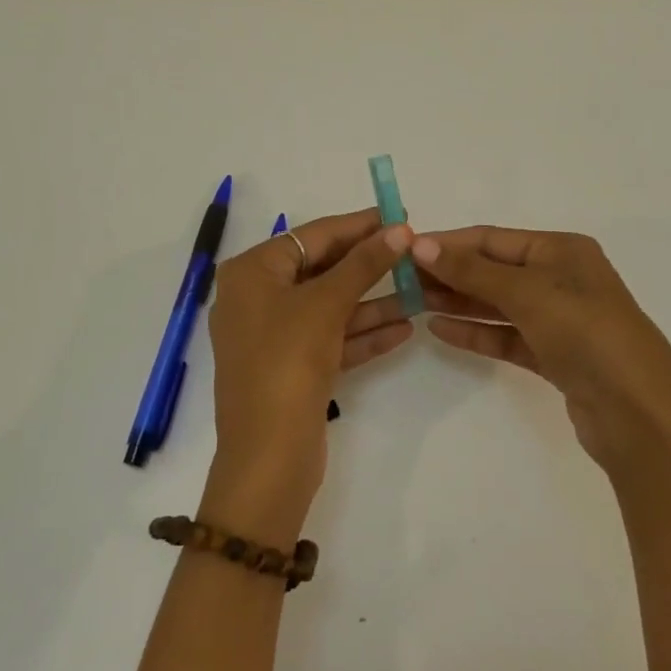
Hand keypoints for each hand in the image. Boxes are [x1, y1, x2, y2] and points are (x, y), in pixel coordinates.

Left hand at [202, 209, 415, 536]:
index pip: (312, 236)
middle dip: (368, 265)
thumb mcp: (326, 305)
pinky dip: (362, 334)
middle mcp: (256, 298)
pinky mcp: (291, 368)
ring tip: (419, 290)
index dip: (358, 225)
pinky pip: (330, 339)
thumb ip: (364, 264)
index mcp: (251, 273)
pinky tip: (404, 328)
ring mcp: (273, 336)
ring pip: (330, 307)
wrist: (268, 456)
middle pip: (321, 270)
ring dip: (372, 302)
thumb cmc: (287, 362)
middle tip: (412, 251)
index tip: (398, 214)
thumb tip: (400, 229)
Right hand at [410, 227, 670, 482]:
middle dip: (450, 273)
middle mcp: (562, 278)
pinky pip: (507, 336)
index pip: (493, 239)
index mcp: (562, 250)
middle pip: (494, 270)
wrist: (638, 414)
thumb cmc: (586, 333)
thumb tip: (419, 243)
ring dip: (458, 302)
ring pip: (498, 304)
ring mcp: (560, 320)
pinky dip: (476, 332)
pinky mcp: (556, 356)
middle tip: (401, 280)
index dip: (448, 243)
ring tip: (412, 303)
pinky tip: (440, 330)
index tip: (404, 251)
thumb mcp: (528, 292)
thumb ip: (472, 270)